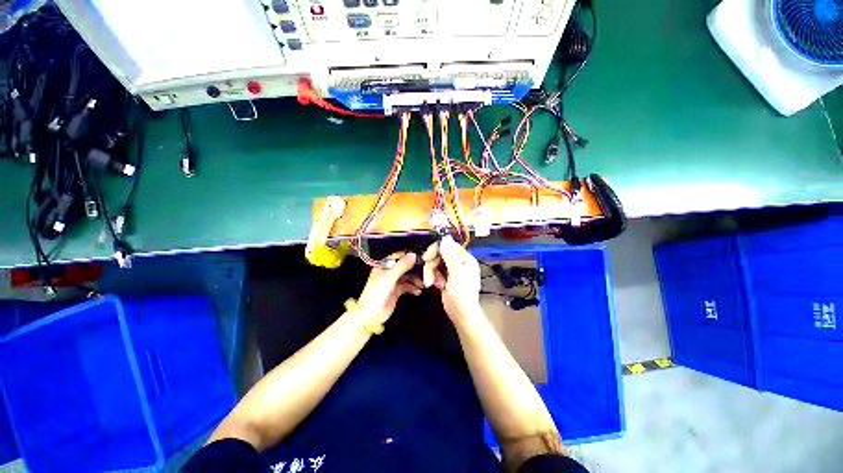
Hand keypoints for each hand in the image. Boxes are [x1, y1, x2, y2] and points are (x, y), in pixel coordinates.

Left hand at [356, 253, 423, 324]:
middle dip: (414, 269)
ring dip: (415, 279)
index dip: (409, 257)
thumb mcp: (390, 277)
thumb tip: (414, 255)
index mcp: (383, 266)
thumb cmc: (377, 293)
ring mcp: (393, 282)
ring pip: (407, 276)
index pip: (398, 257)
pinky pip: (407, 286)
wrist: (371, 315)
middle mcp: (388, 272)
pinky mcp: (396, 291)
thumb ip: (402, 266)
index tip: (421, 258)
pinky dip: (413, 287)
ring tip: (423, 284)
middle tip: (426, 272)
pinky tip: (418, 291)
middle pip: (404, 267)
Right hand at [422, 236, 481, 324]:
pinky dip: (433, 277)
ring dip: (431, 273)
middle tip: (428, 276)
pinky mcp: (446, 277)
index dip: (435, 250)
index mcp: (465, 258)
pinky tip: (437, 285)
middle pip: (439, 254)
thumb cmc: (461, 295)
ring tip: (432, 283)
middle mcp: (459, 262)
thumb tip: (445, 237)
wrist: (462, 315)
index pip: (447, 245)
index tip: (427, 259)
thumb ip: (450, 255)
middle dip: (432, 265)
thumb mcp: (455, 274)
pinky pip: (436, 271)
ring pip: (436, 263)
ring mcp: (452, 270)